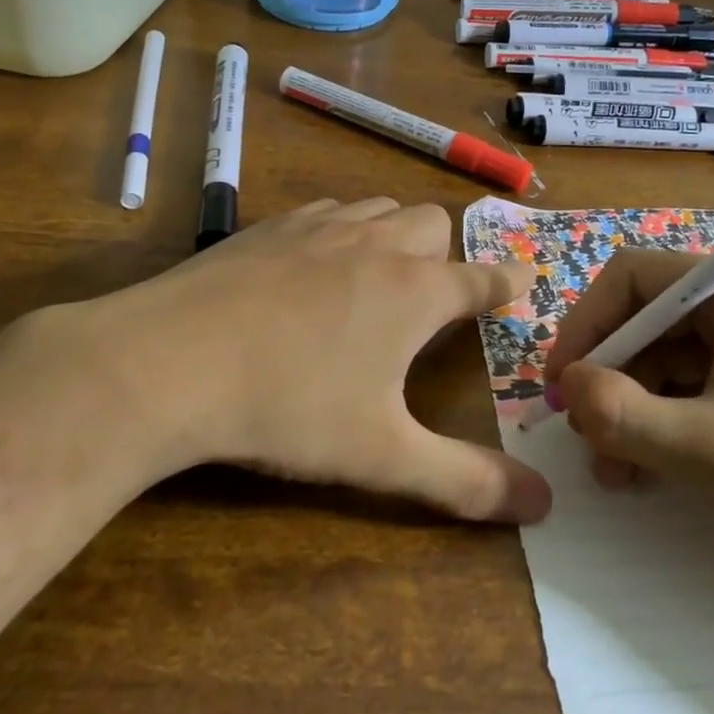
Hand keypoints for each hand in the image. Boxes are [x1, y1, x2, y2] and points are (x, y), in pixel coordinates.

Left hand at [51, 197, 550, 523]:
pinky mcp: (270, 225)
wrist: (170, 361)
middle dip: (445, 253)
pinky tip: (313, 266)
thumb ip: (466, 481)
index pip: (482, 277)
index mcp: (415, 291)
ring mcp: (320, 227)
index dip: (507, 281)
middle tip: (432, 295)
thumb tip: (543, 505)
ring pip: (380, 208)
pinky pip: (327, 211)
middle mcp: (376, 244)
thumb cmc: (290, 406)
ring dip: (393, 233)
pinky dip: (340, 229)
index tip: (520, 281)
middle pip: (432, 223)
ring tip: (377, 275)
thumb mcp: (382, 456)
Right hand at [545, 251, 713, 572]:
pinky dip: (665, 418)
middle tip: (583, 434)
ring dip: (633, 406)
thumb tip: (566, 386)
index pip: (634, 277)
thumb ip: (623, 415)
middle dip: (610, 377)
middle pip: (648, 318)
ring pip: (667, 356)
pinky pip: (695, 382)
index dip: (587, 324)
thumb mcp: (709, 450)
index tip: (560, 382)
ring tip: (615, 468)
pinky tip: (649, 467)